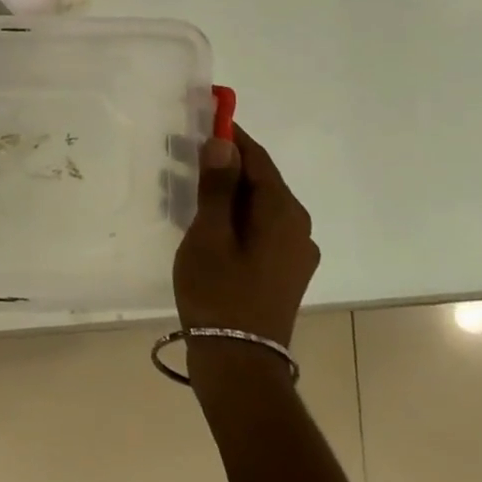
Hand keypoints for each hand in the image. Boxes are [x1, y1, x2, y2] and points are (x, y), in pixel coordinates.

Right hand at [173, 126, 318, 346]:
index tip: (203, 118)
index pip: (257, 158)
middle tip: (183, 155)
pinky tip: (204, 225)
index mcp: (283, 213)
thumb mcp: (209, 234)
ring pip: (258, 207)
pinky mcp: (283, 271)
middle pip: (260, 182)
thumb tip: (223, 143)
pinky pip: (258, 229)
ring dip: (226, 193)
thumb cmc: (219, 292)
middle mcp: (298, 228)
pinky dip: (233, 217)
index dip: (231, 136)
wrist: (239, 362)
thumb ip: (217, 187)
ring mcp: (294, 252)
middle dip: (224, 165)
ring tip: (186, 189)